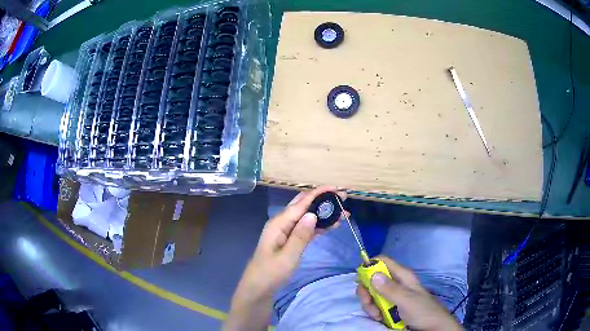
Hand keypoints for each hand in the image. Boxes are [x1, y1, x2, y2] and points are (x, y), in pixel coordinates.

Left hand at [225, 187, 346, 330]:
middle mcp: (282, 223)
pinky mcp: (291, 241)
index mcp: (279, 223)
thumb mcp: (287, 256)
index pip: (301, 204)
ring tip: (343, 211)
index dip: (318, 194)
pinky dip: (319, 226)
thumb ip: (300, 236)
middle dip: (323, 200)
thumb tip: (312, 214)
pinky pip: (307, 229)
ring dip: (324, 214)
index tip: (336, 188)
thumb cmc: (271, 273)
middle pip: (304, 206)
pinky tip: (332, 225)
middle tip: (343, 198)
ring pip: (307, 217)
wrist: (259, 287)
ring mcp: (286, 232)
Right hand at [356, 256, 462, 330]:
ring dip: (369, 304)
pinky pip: (375, 305)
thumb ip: (390, 289)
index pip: (383, 261)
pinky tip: (379, 318)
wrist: (432, 328)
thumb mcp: (407, 301)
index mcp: (402, 276)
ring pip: (372, 294)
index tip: (360, 280)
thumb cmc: (422, 311)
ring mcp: (392, 296)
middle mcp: (396, 283)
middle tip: (368, 303)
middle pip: (373, 279)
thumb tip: (372, 273)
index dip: (369, 266)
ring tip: (377, 315)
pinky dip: (373, 311)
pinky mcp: (390, 307)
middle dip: (366, 291)